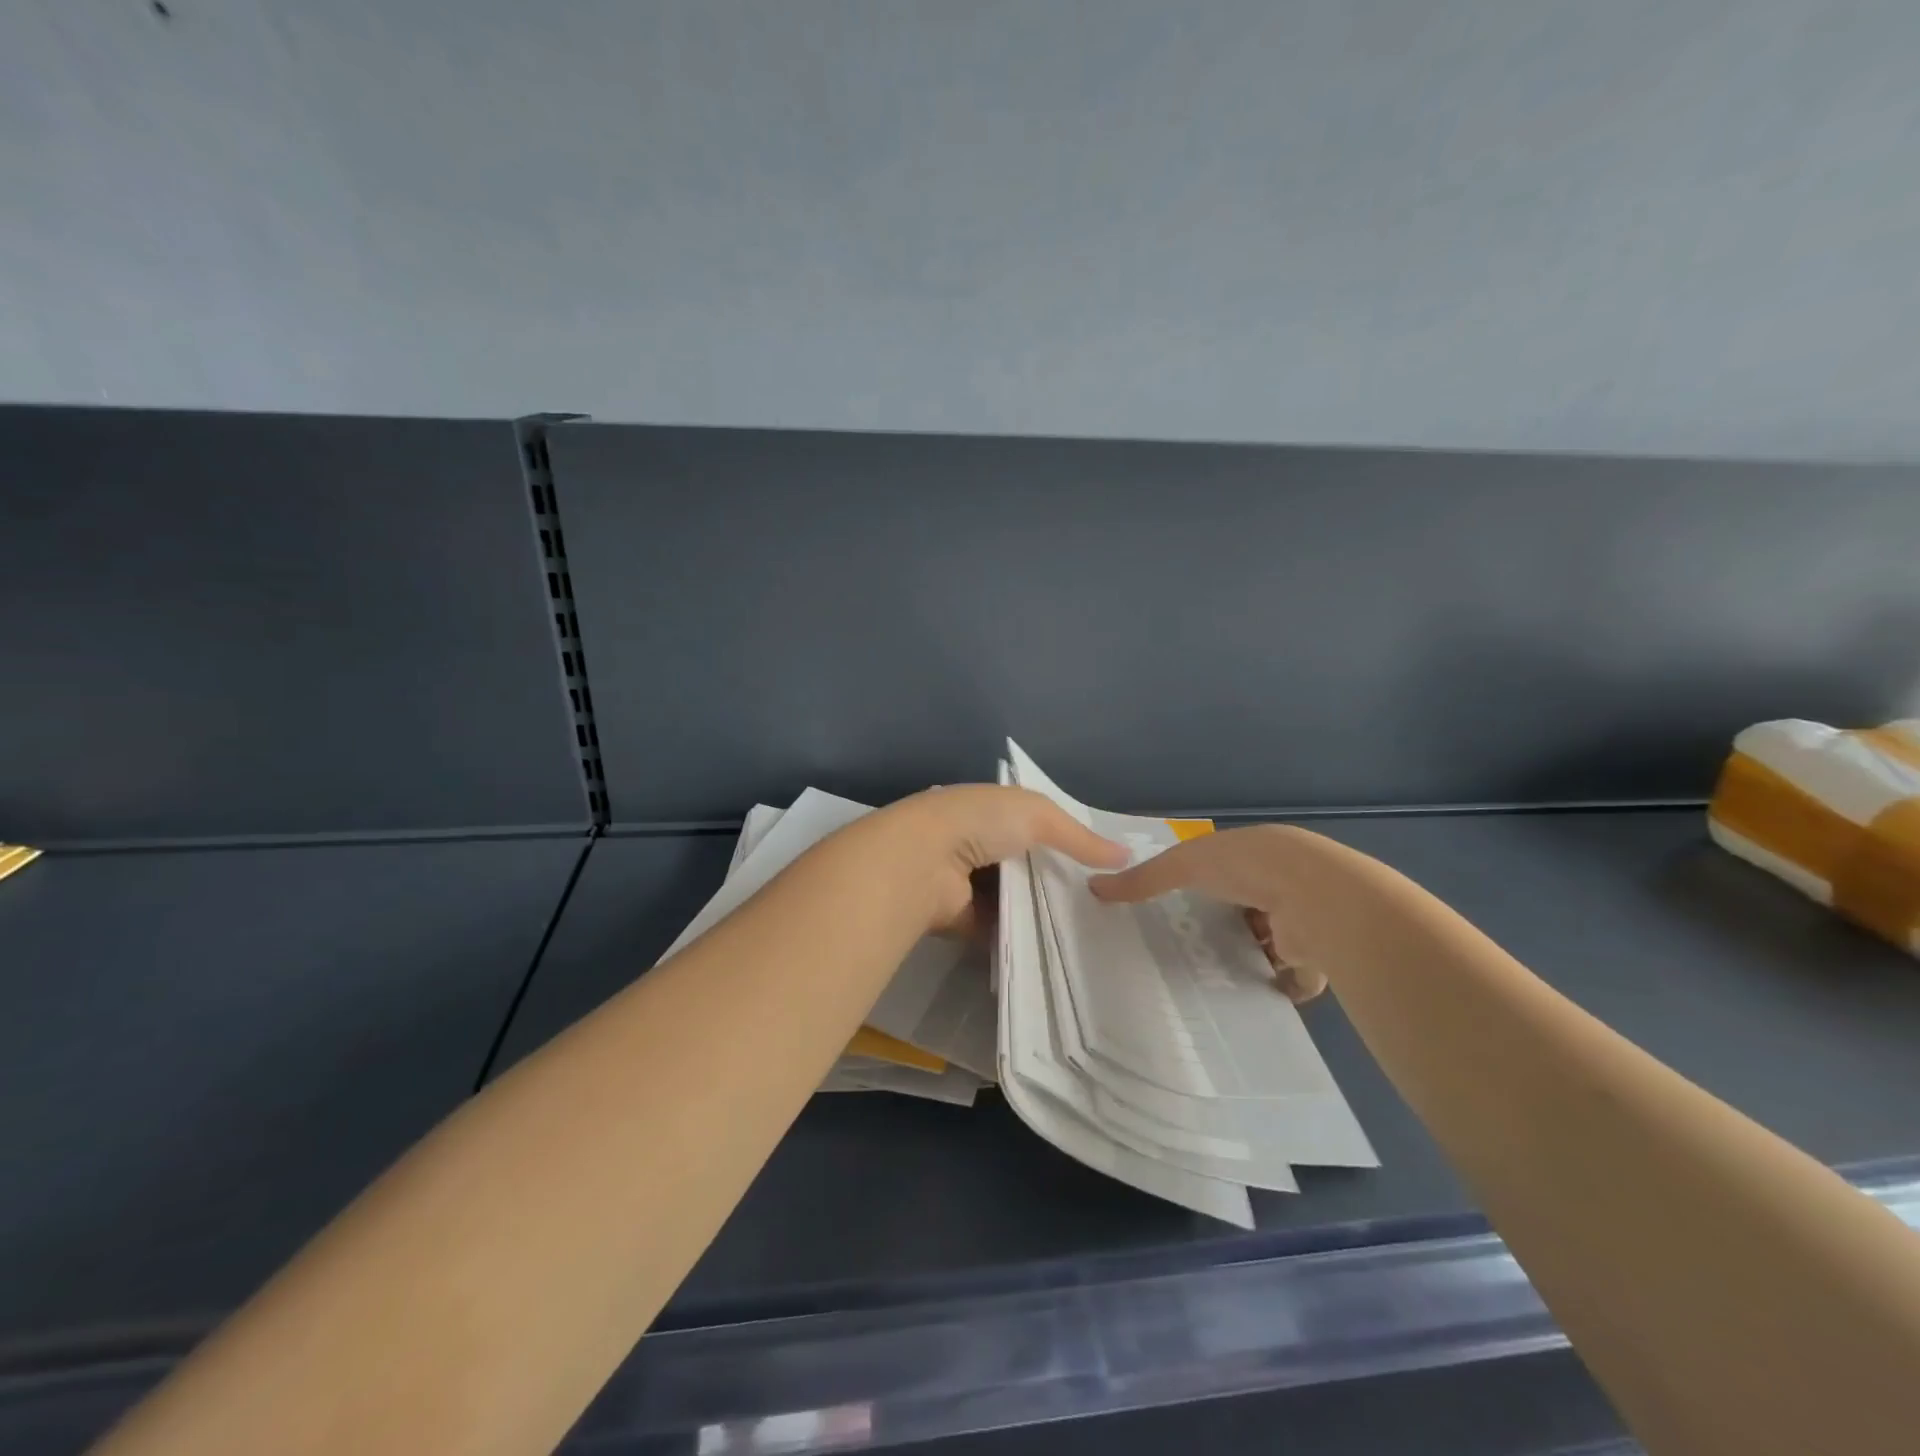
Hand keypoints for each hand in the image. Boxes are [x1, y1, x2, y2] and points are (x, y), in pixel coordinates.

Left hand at [878, 785, 1128, 936]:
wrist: (923, 862)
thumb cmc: (980, 823)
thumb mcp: (1038, 815)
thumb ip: (1079, 836)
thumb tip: (1124, 854)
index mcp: (988, 810)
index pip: (1033, 824)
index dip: (1065, 841)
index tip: (1100, 865)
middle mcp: (975, 843)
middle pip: (1025, 865)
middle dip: (1055, 881)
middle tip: (1100, 905)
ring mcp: (966, 882)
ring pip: (1013, 899)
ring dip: (1039, 911)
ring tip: (1086, 930)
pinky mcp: (961, 918)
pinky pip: (999, 928)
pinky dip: (1020, 936)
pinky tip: (1054, 949)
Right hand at [1090, 825, 1330, 1003]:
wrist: (1314, 895)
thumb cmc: (1246, 867)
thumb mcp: (1183, 865)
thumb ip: (1143, 879)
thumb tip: (1093, 886)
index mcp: (1253, 855)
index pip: (1225, 872)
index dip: (1204, 887)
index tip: (1177, 910)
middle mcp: (1281, 884)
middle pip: (1248, 909)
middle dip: (1226, 928)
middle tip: (1190, 952)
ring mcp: (1302, 920)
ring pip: (1272, 943)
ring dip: (1251, 958)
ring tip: (1213, 980)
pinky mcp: (1317, 955)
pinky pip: (1297, 977)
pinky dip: (1278, 988)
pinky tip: (1251, 999)